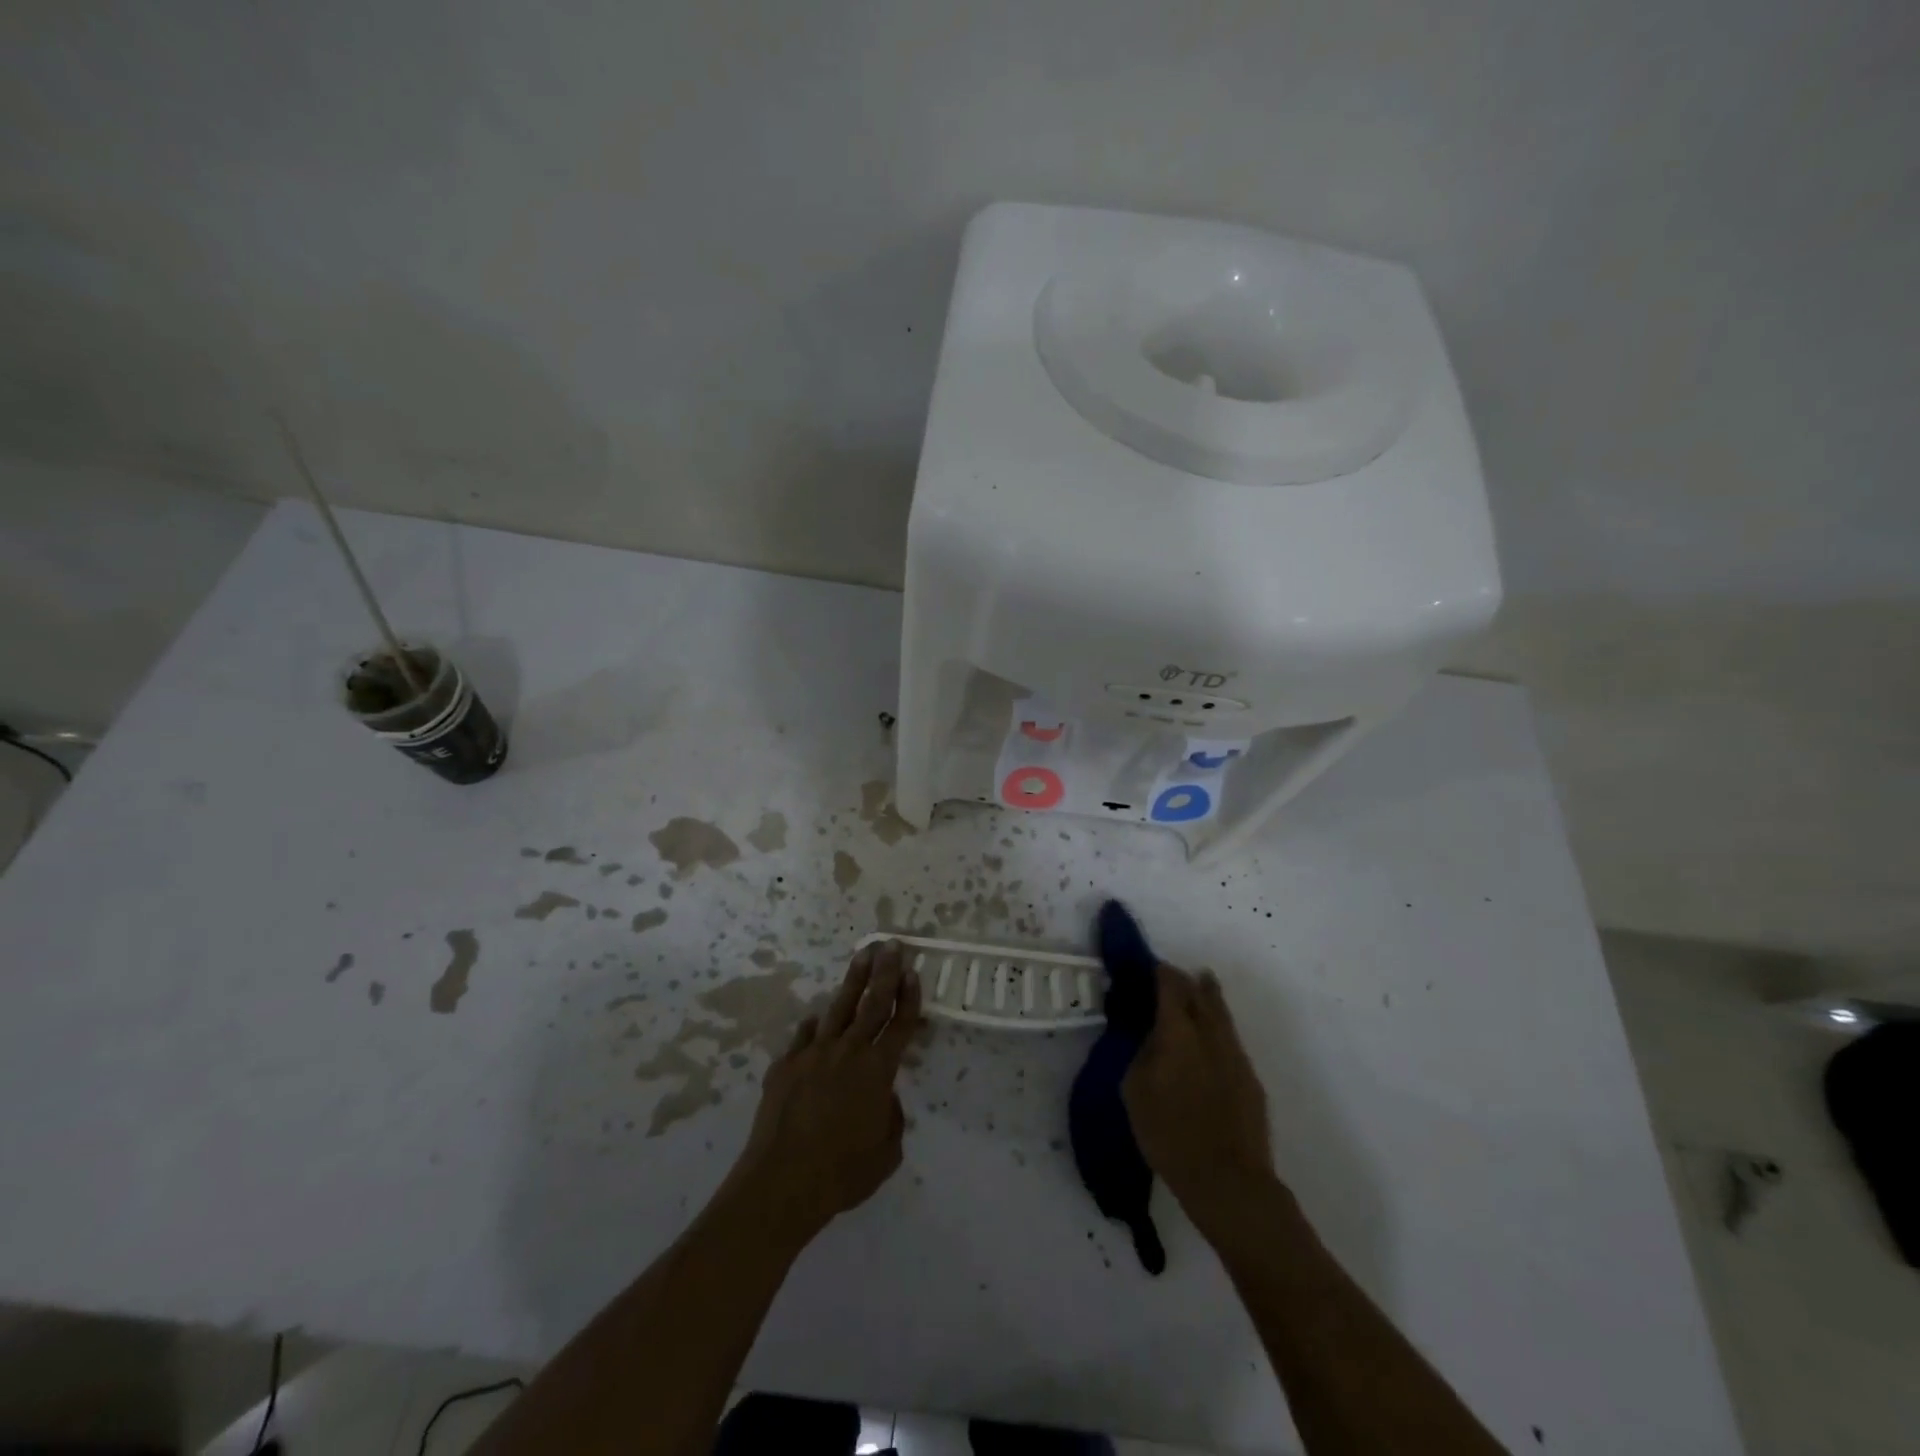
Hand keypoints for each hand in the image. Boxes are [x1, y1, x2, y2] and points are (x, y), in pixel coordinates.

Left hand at [729, 940, 921, 1243]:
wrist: (782, 1182)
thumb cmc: (842, 1174)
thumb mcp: (886, 1154)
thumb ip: (891, 1119)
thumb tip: (884, 1099)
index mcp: (878, 1072)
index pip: (900, 1025)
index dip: (909, 998)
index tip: (913, 972)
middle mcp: (848, 1052)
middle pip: (872, 1003)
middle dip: (885, 972)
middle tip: (892, 945)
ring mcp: (814, 1054)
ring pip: (839, 1008)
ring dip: (853, 980)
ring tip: (863, 955)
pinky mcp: (785, 1064)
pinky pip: (804, 1036)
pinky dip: (814, 1026)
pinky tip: (817, 1019)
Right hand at [1123, 964, 1276, 1234]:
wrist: (1227, 1180)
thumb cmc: (1169, 1135)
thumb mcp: (1135, 1090)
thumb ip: (1141, 1052)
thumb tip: (1149, 1033)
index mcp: (1178, 1032)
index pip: (1171, 986)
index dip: (1161, 972)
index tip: (1151, 969)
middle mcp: (1210, 1034)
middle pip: (1201, 992)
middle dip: (1185, 980)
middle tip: (1171, 979)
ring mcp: (1235, 1055)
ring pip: (1221, 1013)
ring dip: (1208, 997)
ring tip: (1200, 987)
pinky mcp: (1250, 1078)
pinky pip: (1231, 1039)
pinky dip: (1218, 1027)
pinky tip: (1210, 1037)